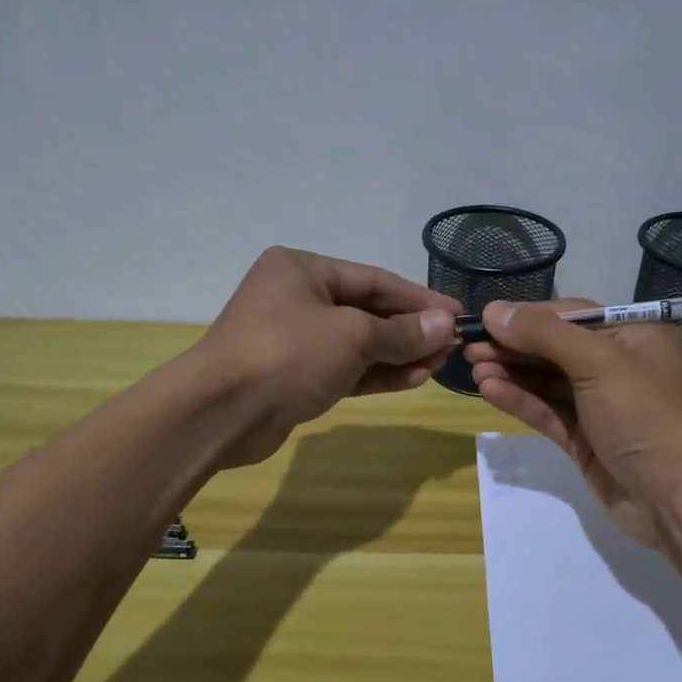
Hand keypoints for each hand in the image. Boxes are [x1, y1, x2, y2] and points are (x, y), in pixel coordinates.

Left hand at [193, 247, 459, 468]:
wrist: (222, 412)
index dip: (419, 298)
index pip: (374, 280)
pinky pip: (344, 369)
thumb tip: (445, 325)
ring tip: (438, 366)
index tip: (458, 314)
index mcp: (303, 269)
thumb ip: (401, 332)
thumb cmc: (289, 354)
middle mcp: (296, 298)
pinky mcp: (294, 376)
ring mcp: (294, 339)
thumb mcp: (353, 336)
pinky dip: (375, 374)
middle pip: (366, 310)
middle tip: (451, 347)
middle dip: (410, 330)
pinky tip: (412, 379)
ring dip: (397, 355)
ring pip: (357, 344)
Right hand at [466, 299, 681, 548]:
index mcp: (637, 335)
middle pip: (556, 349)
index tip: (483, 320)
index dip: (526, 317)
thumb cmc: (647, 416)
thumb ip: (544, 334)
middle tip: (468, 348)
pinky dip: (521, 401)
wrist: (680, 501)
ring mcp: (603, 406)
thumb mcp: (599, 363)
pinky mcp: (588, 441)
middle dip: (514, 347)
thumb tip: (493, 311)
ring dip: (512, 374)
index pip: (572, 315)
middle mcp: (621, 366)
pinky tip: (490, 391)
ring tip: (472, 368)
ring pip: (549, 383)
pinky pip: (549, 413)